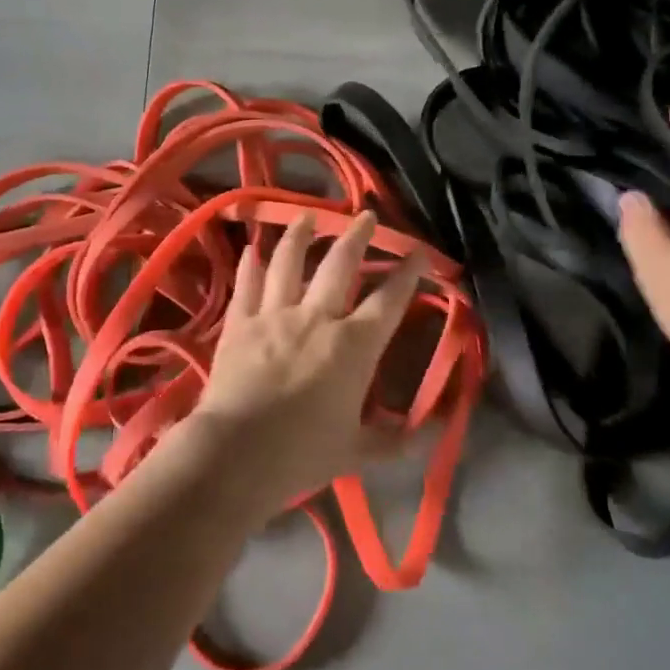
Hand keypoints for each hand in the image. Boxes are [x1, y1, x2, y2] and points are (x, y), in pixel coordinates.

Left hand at [187, 210, 427, 517]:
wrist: (236, 454)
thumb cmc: (303, 454)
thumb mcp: (357, 451)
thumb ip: (394, 440)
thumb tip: (433, 435)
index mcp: (353, 346)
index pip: (389, 300)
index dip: (407, 274)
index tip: (418, 252)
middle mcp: (316, 318)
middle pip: (340, 265)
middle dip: (357, 236)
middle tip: (366, 216)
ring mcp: (274, 316)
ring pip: (289, 263)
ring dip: (300, 236)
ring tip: (307, 216)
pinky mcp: (239, 324)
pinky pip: (247, 286)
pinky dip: (250, 265)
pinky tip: (252, 249)